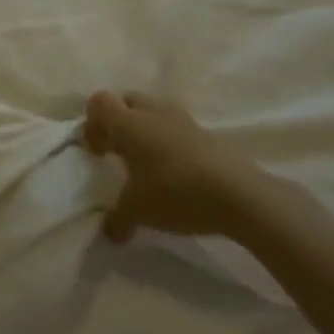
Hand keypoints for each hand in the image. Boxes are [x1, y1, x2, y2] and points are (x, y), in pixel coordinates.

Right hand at [82, 91, 268, 241]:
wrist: (240, 195)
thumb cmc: (176, 193)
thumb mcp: (138, 212)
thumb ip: (117, 219)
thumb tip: (109, 232)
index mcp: (129, 123)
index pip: (100, 101)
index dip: (92, 123)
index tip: (98, 152)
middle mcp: (154, 112)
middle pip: (127, 101)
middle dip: (119, 122)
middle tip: (120, 153)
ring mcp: (184, 120)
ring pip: (155, 111)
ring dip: (147, 130)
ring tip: (149, 163)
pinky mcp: (208, 134)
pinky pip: (179, 128)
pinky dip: (172, 142)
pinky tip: (177, 172)